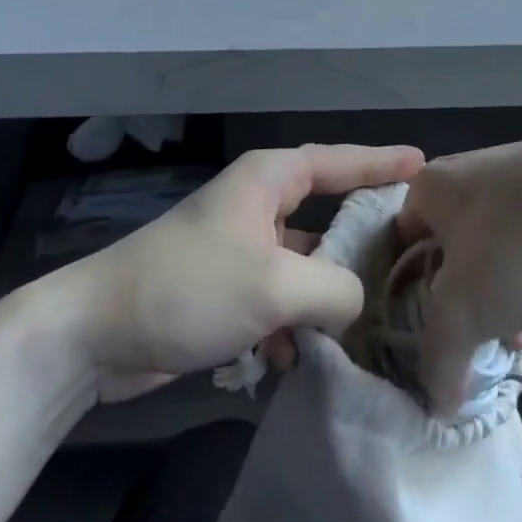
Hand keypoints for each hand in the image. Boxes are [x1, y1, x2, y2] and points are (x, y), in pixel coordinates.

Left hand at [77, 143, 424, 402]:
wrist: (96, 334)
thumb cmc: (191, 286)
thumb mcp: (276, 285)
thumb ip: (336, 289)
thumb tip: (357, 302)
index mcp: (269, 180)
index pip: (340, 161)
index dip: (383, 162)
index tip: (424, 164)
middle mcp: (258, 206)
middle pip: (327, 216)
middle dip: (361, 243)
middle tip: (411, 258)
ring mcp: (241, 250)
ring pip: (304, 267)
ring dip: (324, 300)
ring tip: (364, 330)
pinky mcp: (226, 291)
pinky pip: (278, 301)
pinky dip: (289, 327)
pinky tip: (290, 360)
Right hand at [397, 124, 521, 411]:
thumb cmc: (519, 240)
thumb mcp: (464, 309)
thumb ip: (439, 358)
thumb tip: (437, 405)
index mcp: (426, 188)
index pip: (394, 250)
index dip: (399, 300)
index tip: (416, 343)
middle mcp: (459, 175)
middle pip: (440, 252)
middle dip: (453, 303)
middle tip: (466, 345)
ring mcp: (505, 177)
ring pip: (483, 250)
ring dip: (490, 295)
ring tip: (509, 338)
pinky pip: (518, 240)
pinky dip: (521, 275)